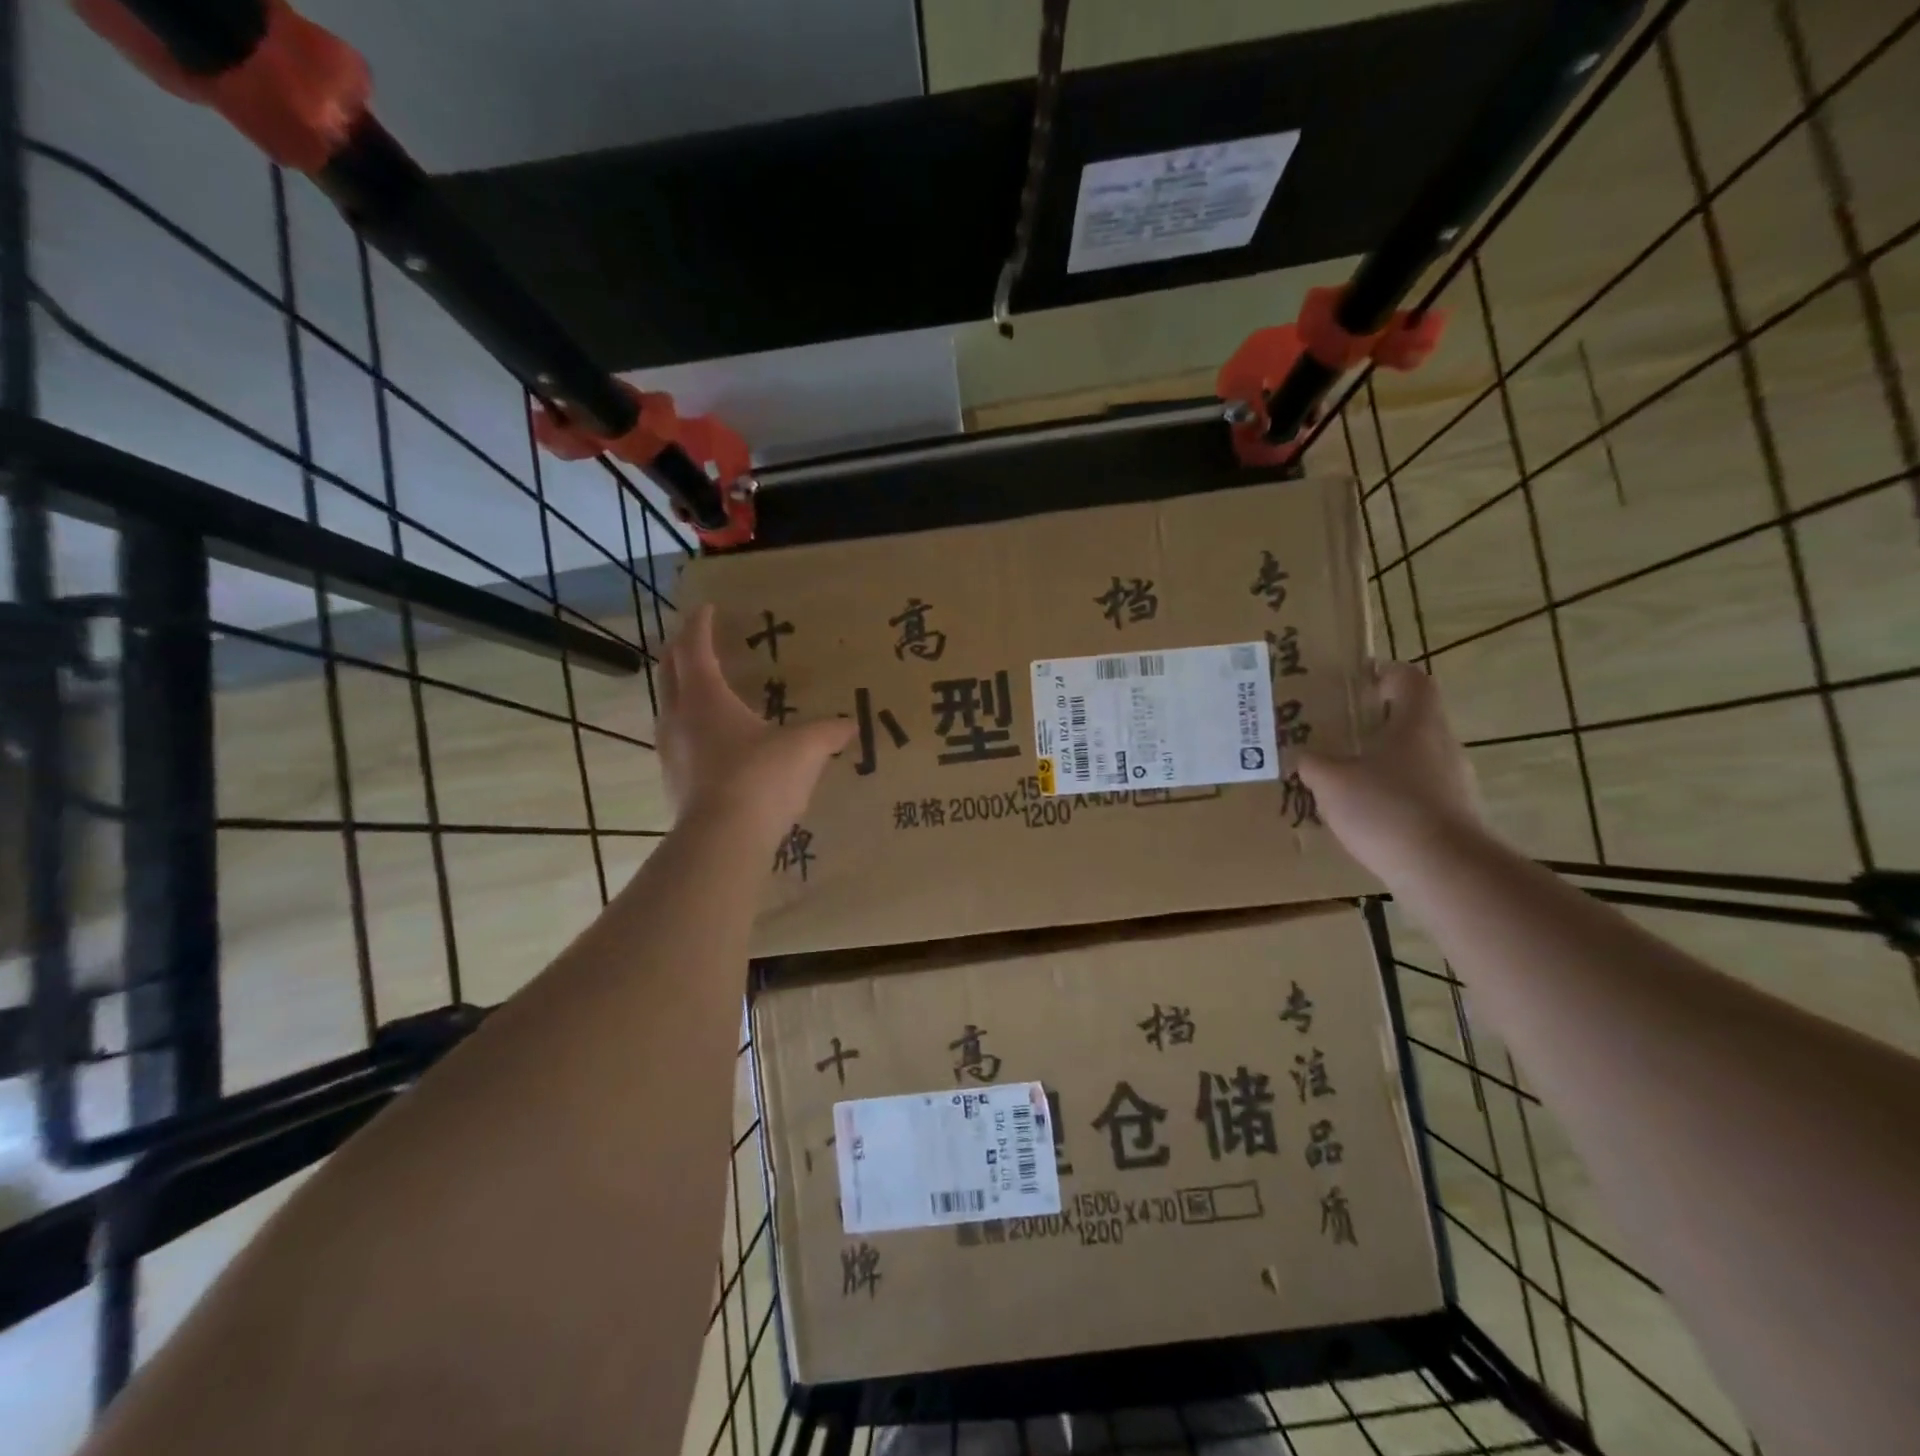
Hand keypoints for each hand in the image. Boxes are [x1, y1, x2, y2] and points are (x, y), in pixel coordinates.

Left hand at [657, 605, 853, 831]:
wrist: (722, 839)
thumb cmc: (761, 778)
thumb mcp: (804, 749)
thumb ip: (828, 733)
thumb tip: (850, 726)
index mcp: (705, 697)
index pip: (694, 648)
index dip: (700, 625)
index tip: (707, 608)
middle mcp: (679, 717)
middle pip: (669, 671)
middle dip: (680, 650)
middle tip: (695, 641)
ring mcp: (670, 751)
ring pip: (668, 706)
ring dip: (680, 689)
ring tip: (702, 688)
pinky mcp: (672, 781)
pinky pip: (676, 739)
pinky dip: (689, 725)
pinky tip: (712, 741)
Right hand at [1296, 662, 1486, 881]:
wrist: (1446, 870)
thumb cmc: (1386, 808)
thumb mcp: (1331, 782)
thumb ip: (1312, 764)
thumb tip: (1303, 756)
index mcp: (1416, 723)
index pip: (1410, 680)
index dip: (1387, 673)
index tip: (1360, 680)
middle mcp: (1442, 745)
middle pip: (1413, 720)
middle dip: (1377, 723)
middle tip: (1340, 732)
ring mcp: (1455, 782)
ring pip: (1416, 759)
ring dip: (1385, 763)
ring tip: (1347, 780)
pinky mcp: (1456, 816)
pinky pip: (1420, 794)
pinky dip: (1395, 797)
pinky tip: (1368, 818)